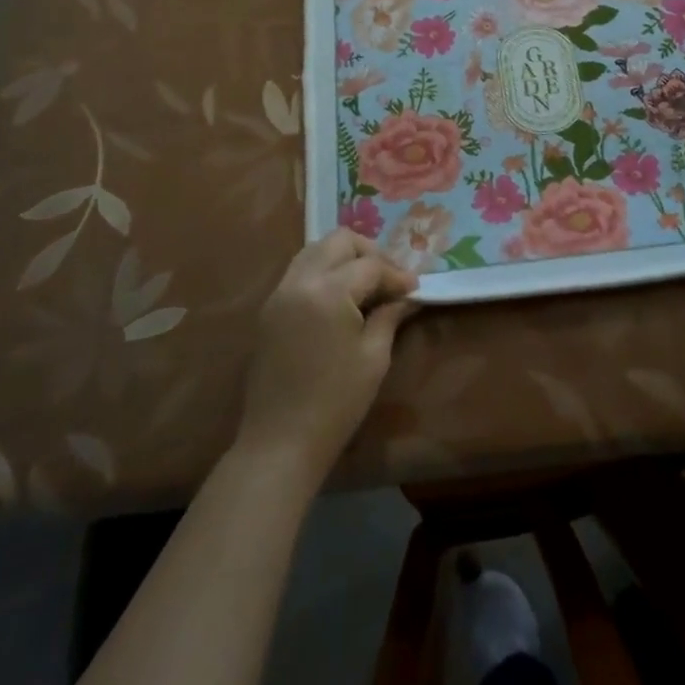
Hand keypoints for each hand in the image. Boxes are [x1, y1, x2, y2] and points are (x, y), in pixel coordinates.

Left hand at [236, 230, 418, 480]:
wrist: (279, 443)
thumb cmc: (335, 403)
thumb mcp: (373, 357)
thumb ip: (389, 316)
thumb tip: (406, 296)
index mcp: (328, 291)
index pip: (370, 265)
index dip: (397, 275)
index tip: (415, 289)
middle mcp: (300, 281)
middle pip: (339, 241)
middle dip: (369, 253)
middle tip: (390, 279)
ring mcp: (280, 293)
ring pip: (315, 250)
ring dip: (344, 257)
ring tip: (367, 284)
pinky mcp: (269, 309)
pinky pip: (299, 271)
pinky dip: (323, 271)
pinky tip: (341, 296)